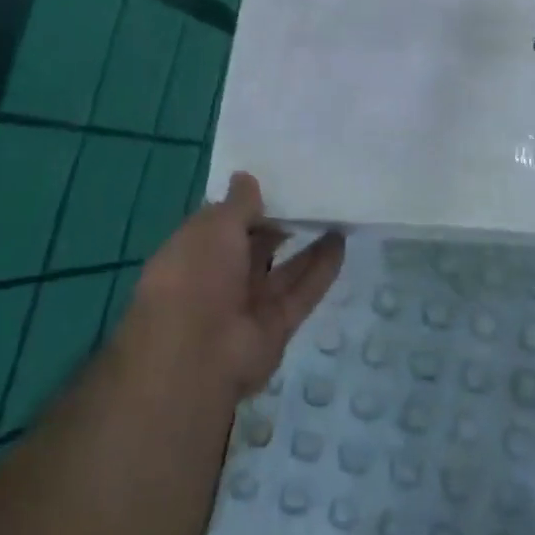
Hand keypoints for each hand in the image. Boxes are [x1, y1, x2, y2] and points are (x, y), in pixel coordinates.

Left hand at [125, 172, 344, 400]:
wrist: (197, 356)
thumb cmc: (196, 277)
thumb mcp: (214, 226)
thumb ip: (238, 203)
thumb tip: (246, 177)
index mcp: (192, 255)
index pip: (221, 224)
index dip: (246, 204)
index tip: (275, 180)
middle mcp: (218, 280)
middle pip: (254, 247)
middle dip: (279, 223)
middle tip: (312, 192)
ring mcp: (248, 306)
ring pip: (283, 269)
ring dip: (307, 244)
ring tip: (334, 212)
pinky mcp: (276, 326)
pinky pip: (302, 291)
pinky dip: (321, 268)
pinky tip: (341, 241)